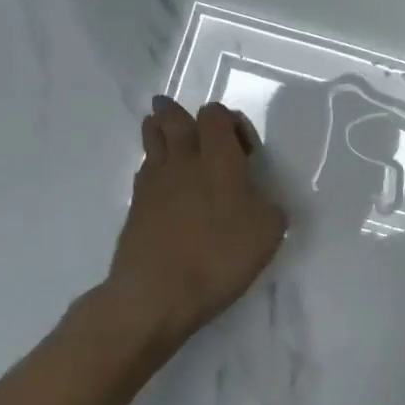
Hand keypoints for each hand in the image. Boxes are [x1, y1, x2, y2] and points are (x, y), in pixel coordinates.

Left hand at [104, 97, 287, 347]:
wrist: (155, 294)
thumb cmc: (219, 256)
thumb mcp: (268, 232)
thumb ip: (269, 206)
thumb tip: (260, 201)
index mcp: (219, 157)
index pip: (215, 115)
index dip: (229, 121)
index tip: (244, 149)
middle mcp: (183, 160)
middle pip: (174, 119)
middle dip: (176, 112)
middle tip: (175, 110)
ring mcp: (154, 182)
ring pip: (152, 140)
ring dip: (158, 130)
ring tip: (160, 128)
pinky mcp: (135, 206)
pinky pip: (143, 170)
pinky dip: (151, 165)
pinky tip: (158, 177)